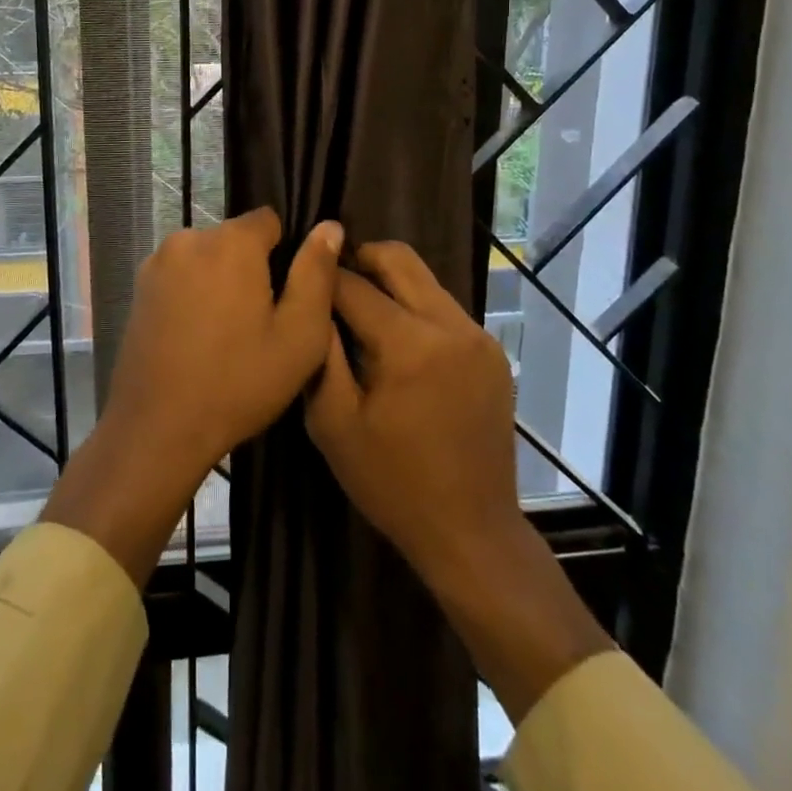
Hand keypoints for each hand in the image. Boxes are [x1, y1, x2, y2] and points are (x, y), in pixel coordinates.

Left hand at [43, 208, 341, 586]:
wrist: (157, 429)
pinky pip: (181, 277)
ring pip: (207, 259)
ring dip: (221, 283)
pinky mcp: (138, 288)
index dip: (286, 254)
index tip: (287, 296)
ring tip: (228, 336)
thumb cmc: (238, 382)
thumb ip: (317, 273)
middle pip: (236, 240)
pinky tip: (198, 339)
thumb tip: (330, 226)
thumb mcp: (299, 334)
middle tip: (260, 324)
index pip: (270, 221)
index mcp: (231, 242)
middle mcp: (189, 238)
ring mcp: (157, 262)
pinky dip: (194, 296)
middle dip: (252, 269)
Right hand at [304, 241, 521, 578]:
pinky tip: (398, 341)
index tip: (300, 274)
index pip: (354, 285)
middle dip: (360, 258)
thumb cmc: (392, 483)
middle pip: (399, 258)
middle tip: (332, 279)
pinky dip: (415, 308)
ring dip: (390, 284)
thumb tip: (311, 299)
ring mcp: (478, 336)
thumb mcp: (333, 423)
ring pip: (425, 280)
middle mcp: (450, 326)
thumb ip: (319, 353)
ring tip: (360, 312)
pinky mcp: (492, 351)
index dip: (321, 276)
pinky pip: (444, 308)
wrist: (471, 532)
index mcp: (410, 344)